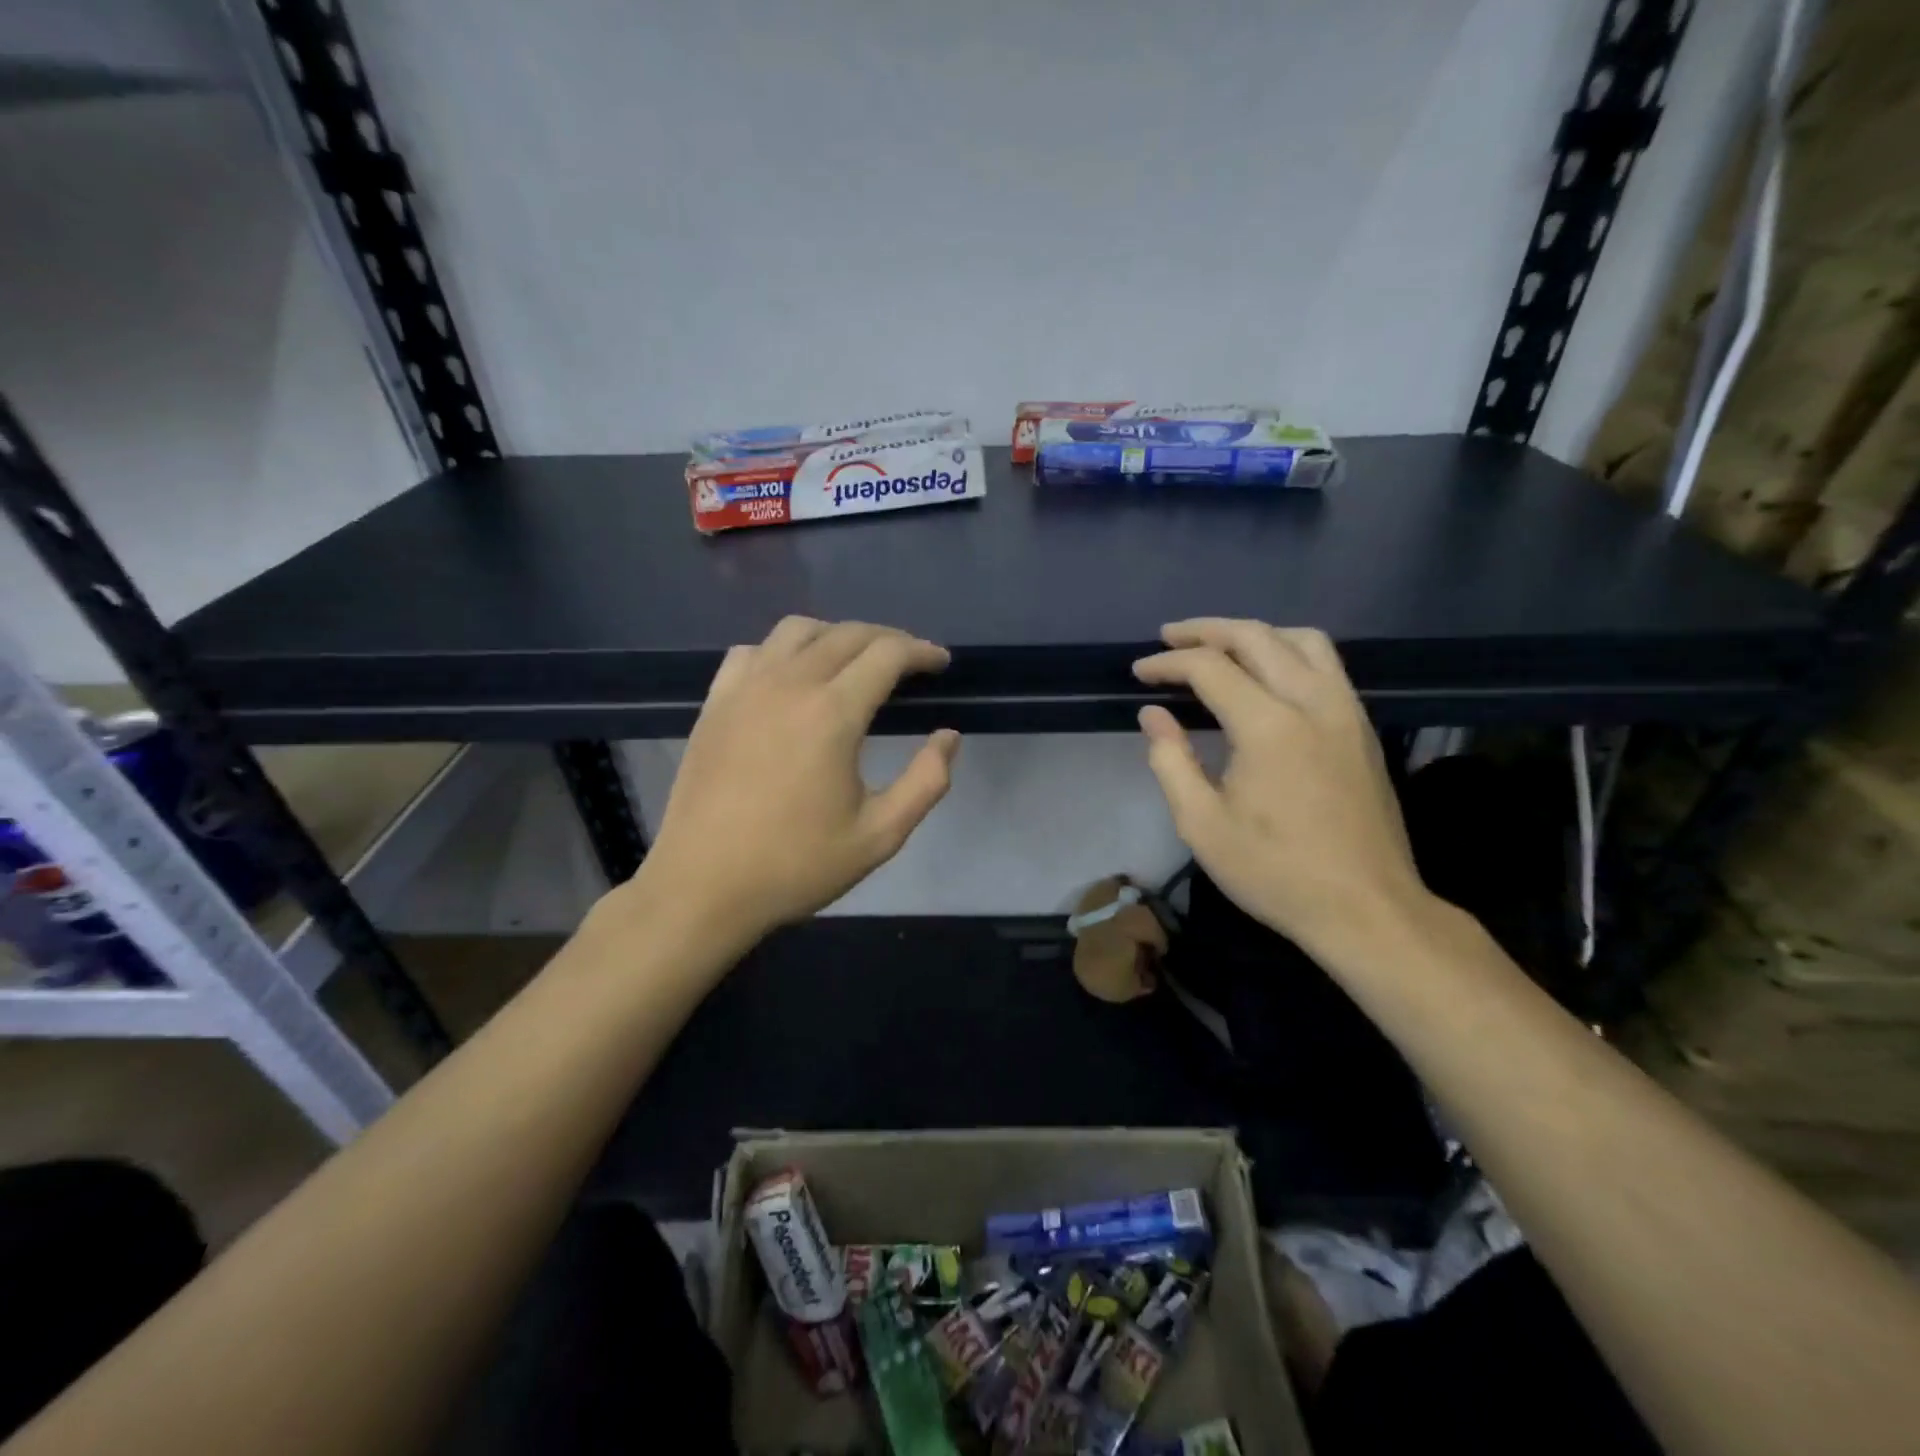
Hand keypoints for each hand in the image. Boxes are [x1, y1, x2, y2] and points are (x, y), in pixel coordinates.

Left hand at [637, 617, 958, 944]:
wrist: (703, 886)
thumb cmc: (796, 865)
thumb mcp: (879, 835)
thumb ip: (926, 781)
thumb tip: (948, 736)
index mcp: (832, 714)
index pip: (887, 653)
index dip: (922, 651)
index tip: (941, 663)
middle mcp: (788, 684)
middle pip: (847, 634)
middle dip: (888, 639)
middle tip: (911, 661)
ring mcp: (745, 688)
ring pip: (797, 630)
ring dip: (836, 635)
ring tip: (855, 660)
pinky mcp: (715, 703)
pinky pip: (753, 651)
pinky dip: (783, 650)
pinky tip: (791, 676)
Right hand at [1132, 619, 1428, 954]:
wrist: (1367, 909)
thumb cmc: (1275, 871)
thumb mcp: (1202, 825)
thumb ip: (1171, 761)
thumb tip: (1153, 714)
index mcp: (1268, 726)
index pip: (1210, 668)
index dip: (1168, 663)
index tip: (1139, 672)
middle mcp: (1312, 702)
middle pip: (1257, 637)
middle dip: (1206, 631)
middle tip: (1169, 637)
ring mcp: (1346, 711)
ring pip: (1303, 639)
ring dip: (1255, 632)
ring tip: (1221, 645)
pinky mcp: (1362, 727)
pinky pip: (1326, 664)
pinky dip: (1288, 651)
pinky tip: (1268, 676)